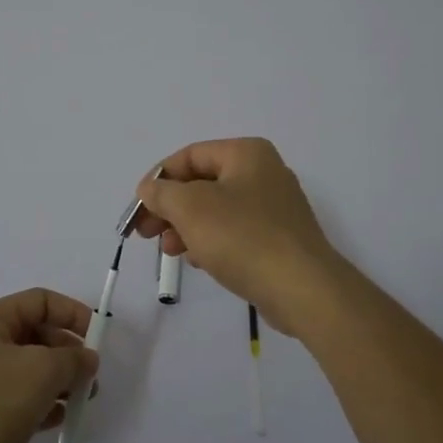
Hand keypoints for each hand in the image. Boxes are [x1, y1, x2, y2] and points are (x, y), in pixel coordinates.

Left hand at [0, 289, 99, 442]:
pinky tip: (58, 420)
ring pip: (30, 369)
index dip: (72, 313)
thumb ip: (72, 359)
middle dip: (68, 353)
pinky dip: (41, 404)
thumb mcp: (40, 372)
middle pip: (37, 335)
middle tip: (92, 377)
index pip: (40, 301)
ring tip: (82, 402)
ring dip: (59, 381)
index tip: (98, 338)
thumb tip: (87, 358)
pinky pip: (19, 398)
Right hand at [130, 138, 344, 334]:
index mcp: (246, 153)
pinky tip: (199, 261)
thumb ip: (162, 193)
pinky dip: (211, 241)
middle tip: (145, 233)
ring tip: (169, 251)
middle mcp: (264, 172)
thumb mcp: (190, 208)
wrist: (303, 289)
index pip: (189, 156)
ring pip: (217, 209)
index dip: (158, 179)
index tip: (138, 208)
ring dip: (187, 227)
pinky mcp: (279, 238)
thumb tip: (149, 189)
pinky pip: (235, 231)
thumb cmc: (242, 237)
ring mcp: (274, 207)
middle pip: (202, 183)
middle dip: (170, 207)